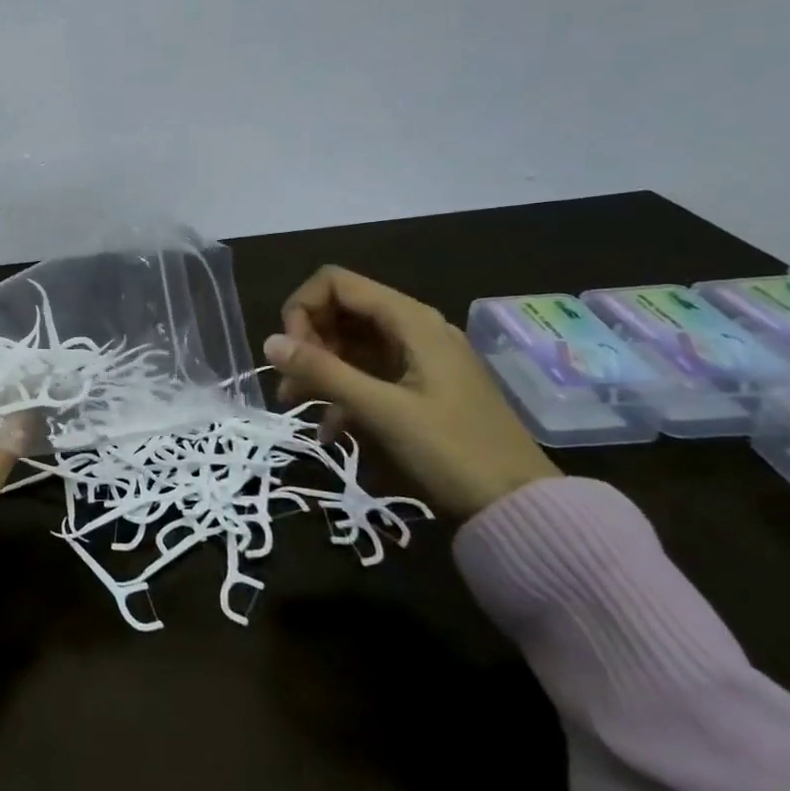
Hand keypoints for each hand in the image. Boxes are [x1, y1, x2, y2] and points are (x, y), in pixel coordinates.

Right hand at [263, 266, 559, 519]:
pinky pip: (369, 371)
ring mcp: (419, 357)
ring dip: (320, 366)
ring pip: (352, 342)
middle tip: (291, 384)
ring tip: (297, 404)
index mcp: (410, 320)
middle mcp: (413, 327)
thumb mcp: (381, 410)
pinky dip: (344, 389)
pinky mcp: (421, 385)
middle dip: (308, 340)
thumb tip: (269, 342)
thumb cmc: (452, 451)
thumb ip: (324, 372)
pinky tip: (330, 427)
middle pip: (342, 310)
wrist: (520, 507)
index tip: (292, 354)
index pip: (336, 283)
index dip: (303, 309)